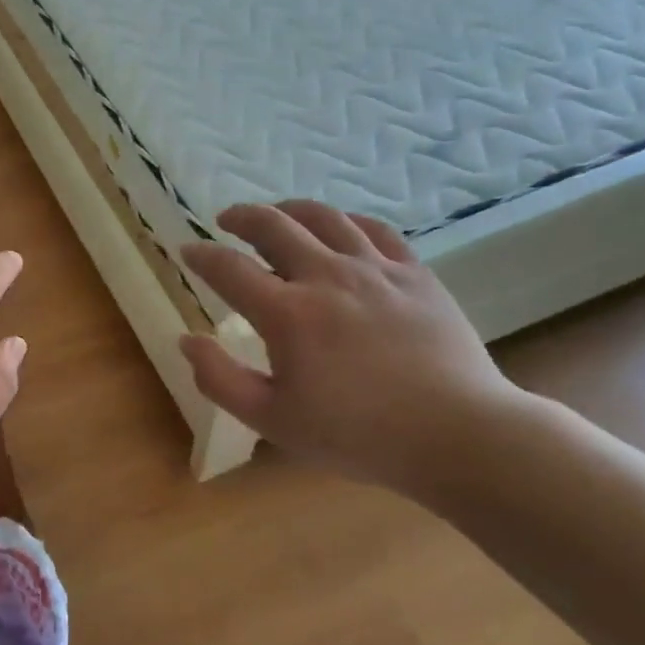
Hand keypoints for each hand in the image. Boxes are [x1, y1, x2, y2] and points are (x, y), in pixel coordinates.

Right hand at [179, 201, 526, 495]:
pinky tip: (340, 228)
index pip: (228, 269)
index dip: (201, 256)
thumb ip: (220, 379)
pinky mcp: (414, 273)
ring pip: (324, 217)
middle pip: (273, 226)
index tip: (187, 251)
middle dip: (242, 217)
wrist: (457, 435)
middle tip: (227, 220)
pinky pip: (375, 229)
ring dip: (290, 210)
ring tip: (277, 215)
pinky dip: (347, 221)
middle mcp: (326, 276)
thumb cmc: (357, 435)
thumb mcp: (273, 420)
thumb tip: (186, 339)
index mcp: (287, 313)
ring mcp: (375, 269)